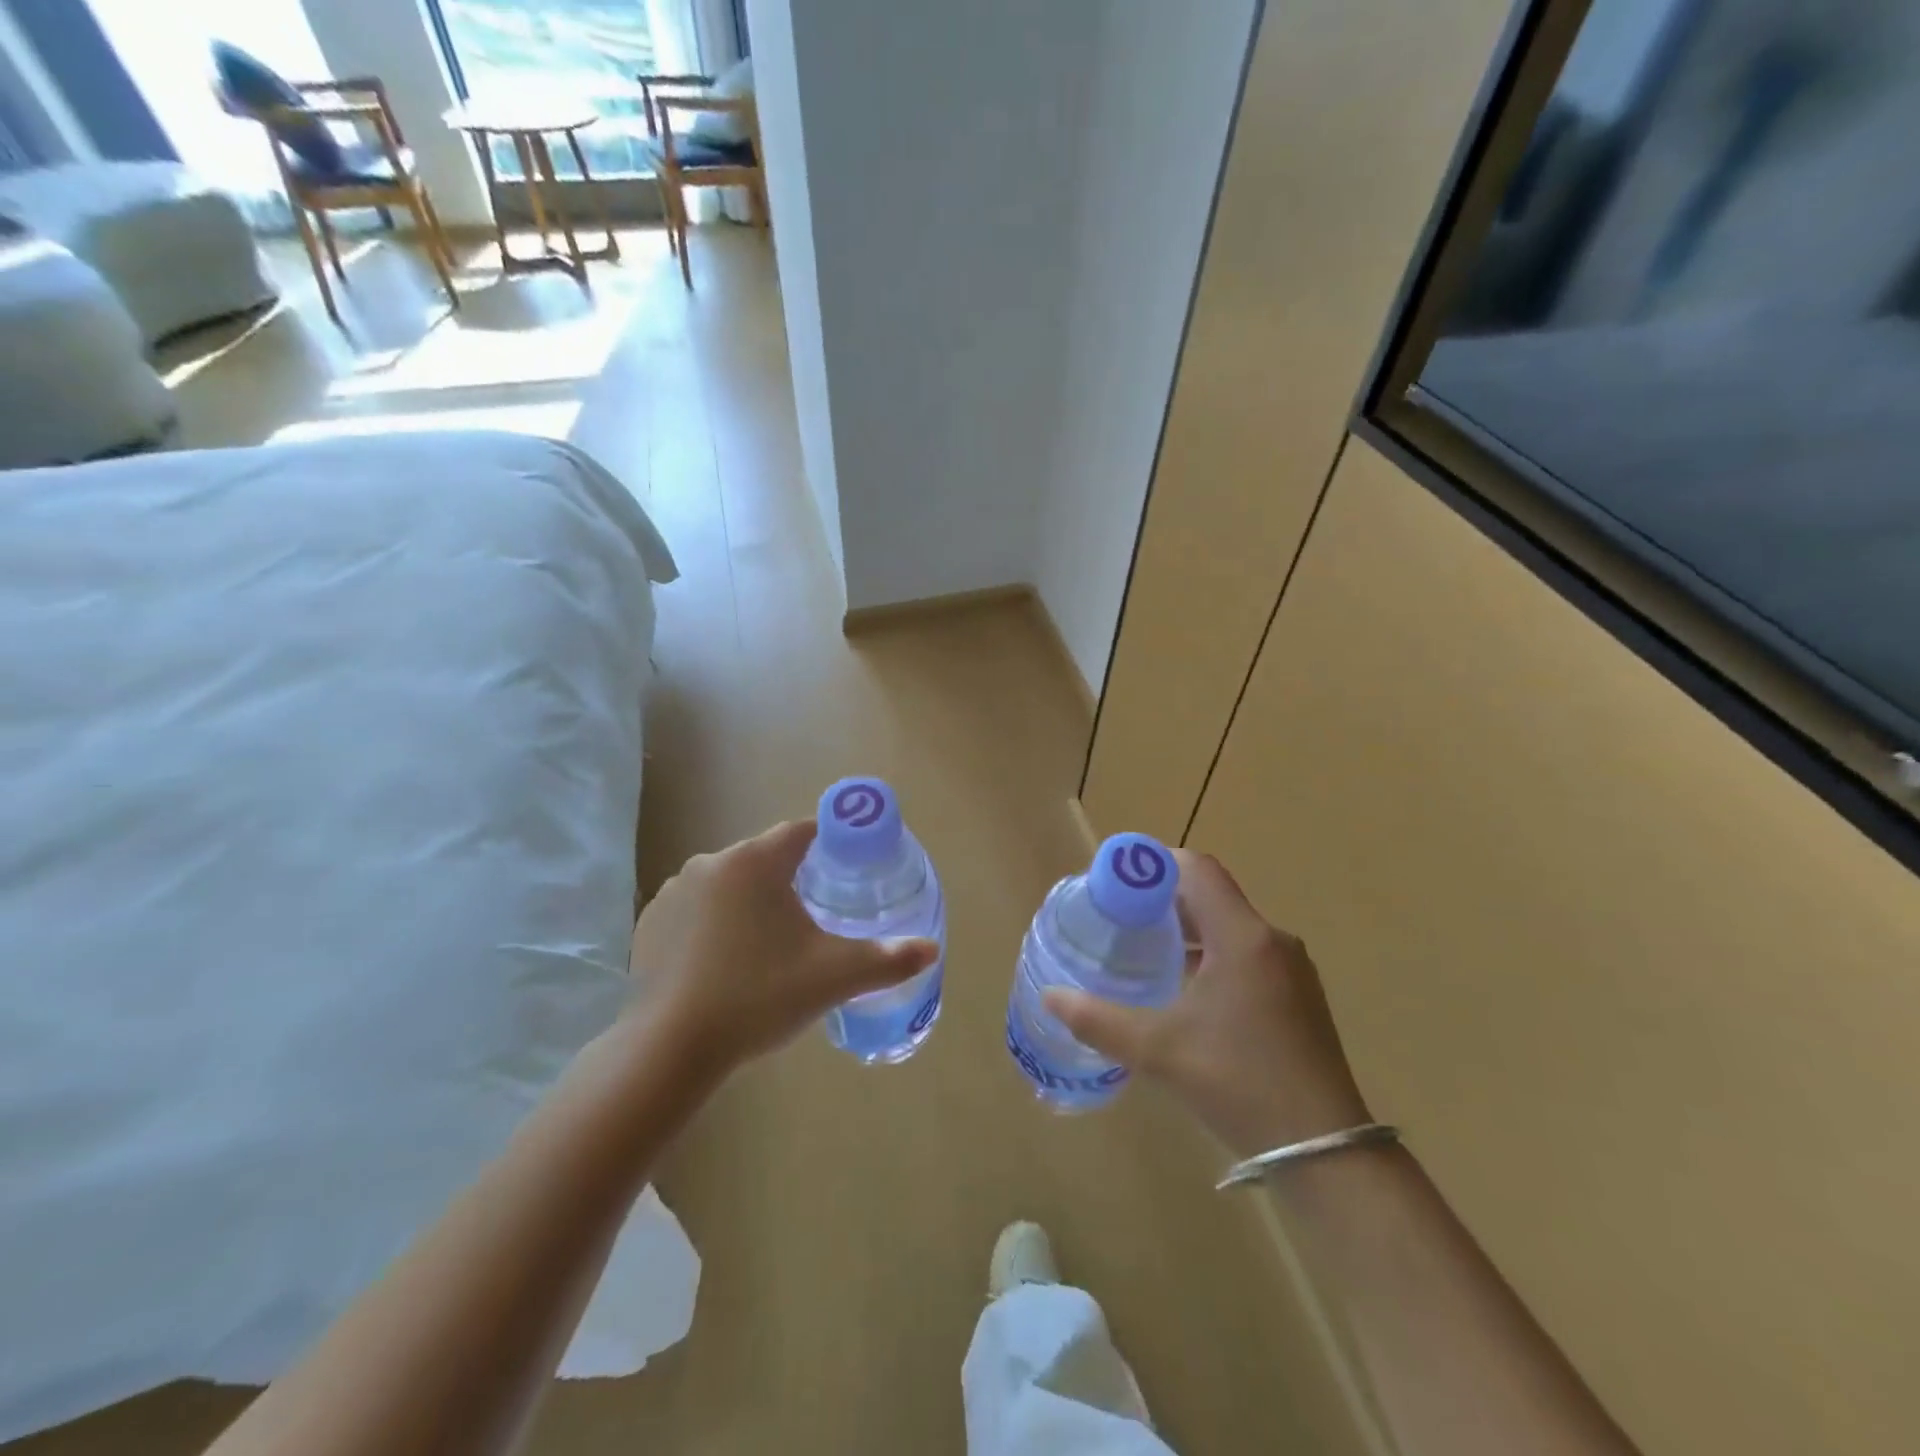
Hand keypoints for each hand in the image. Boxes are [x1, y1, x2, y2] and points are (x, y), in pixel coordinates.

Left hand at [630, 821, 938, 1074]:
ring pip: (730, 884)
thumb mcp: (833, 977)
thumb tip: (931, 950)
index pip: (802, 832)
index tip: (844, 872)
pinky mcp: (649, 922)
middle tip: (812, 924)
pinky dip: (714, 925)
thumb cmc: (759, 997)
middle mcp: (711, 862)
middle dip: (791, 881)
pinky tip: (722, 965)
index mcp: (756, 861)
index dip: (829, 846)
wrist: (670, 1048)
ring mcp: (673, 891)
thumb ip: (887, 959)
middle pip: (765, 858)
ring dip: (750, 903)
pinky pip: (696, 909)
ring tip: (766, 949)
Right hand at [1044, 850, 1370, 1156]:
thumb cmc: (1239, 1083)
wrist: (1325, 1151)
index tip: (1116, 882)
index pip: (1197, 869)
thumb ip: (1099, 1020)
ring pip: (1229, 926)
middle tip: (1118, 916)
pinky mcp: (1297, 996)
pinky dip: (1211, 954)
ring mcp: (1291, 969)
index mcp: (1243, 937)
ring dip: (1187, 929)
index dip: (1153, 864)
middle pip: (1211, 895)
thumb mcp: (1159, 1051)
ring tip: (1143, 949)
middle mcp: (1272, 940)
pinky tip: (1183, 988)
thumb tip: (1050, 998)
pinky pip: (1246, 953)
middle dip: (1162, 899)